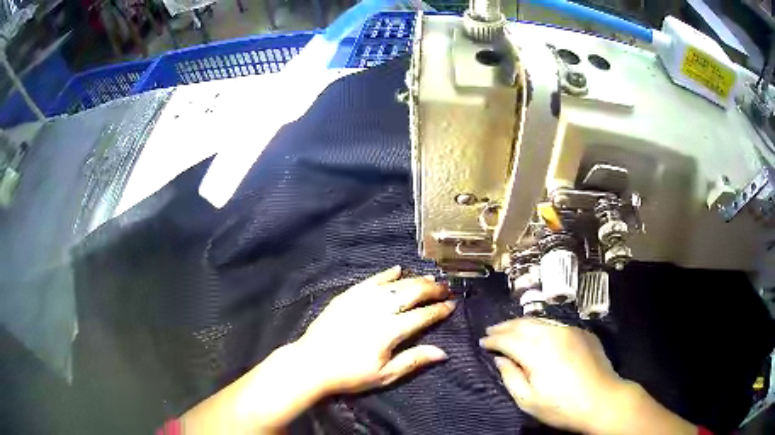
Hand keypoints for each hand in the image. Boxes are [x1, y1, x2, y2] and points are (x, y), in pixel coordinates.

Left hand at [295, 265, 455, 395]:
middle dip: (432, 288)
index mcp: (390, 330)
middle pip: (412, 293)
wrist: (311, 363)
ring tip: (429, 278)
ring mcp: (362, 299)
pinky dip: (386, 274)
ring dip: (414, 279)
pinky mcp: (348, 295)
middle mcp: (379, 309)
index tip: (452, 304)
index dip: (439, 309)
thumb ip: (414, 361)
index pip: (423, 315)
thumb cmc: (350, 374)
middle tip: (445, 287)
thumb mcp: (384, 375)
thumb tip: (443, 352)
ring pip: (395, 284)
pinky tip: (397, 269)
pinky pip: (371, 279)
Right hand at [480, 317, 626, 433]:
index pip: (508, 339)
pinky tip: (538, 332)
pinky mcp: (582, 332)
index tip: (482, 342)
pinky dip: (541, 326)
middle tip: (492, 331)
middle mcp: (552, 333)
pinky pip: (556, 323)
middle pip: (523, 324)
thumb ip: (510, 377)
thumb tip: (500, 360)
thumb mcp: (528, 400)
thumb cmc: (562, 406)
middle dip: (505, 327)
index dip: (493, 340)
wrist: (602, 400)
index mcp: (537, 351)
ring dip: (522, 323)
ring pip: (540, 320)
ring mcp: (570, 329)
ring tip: (511, 328)